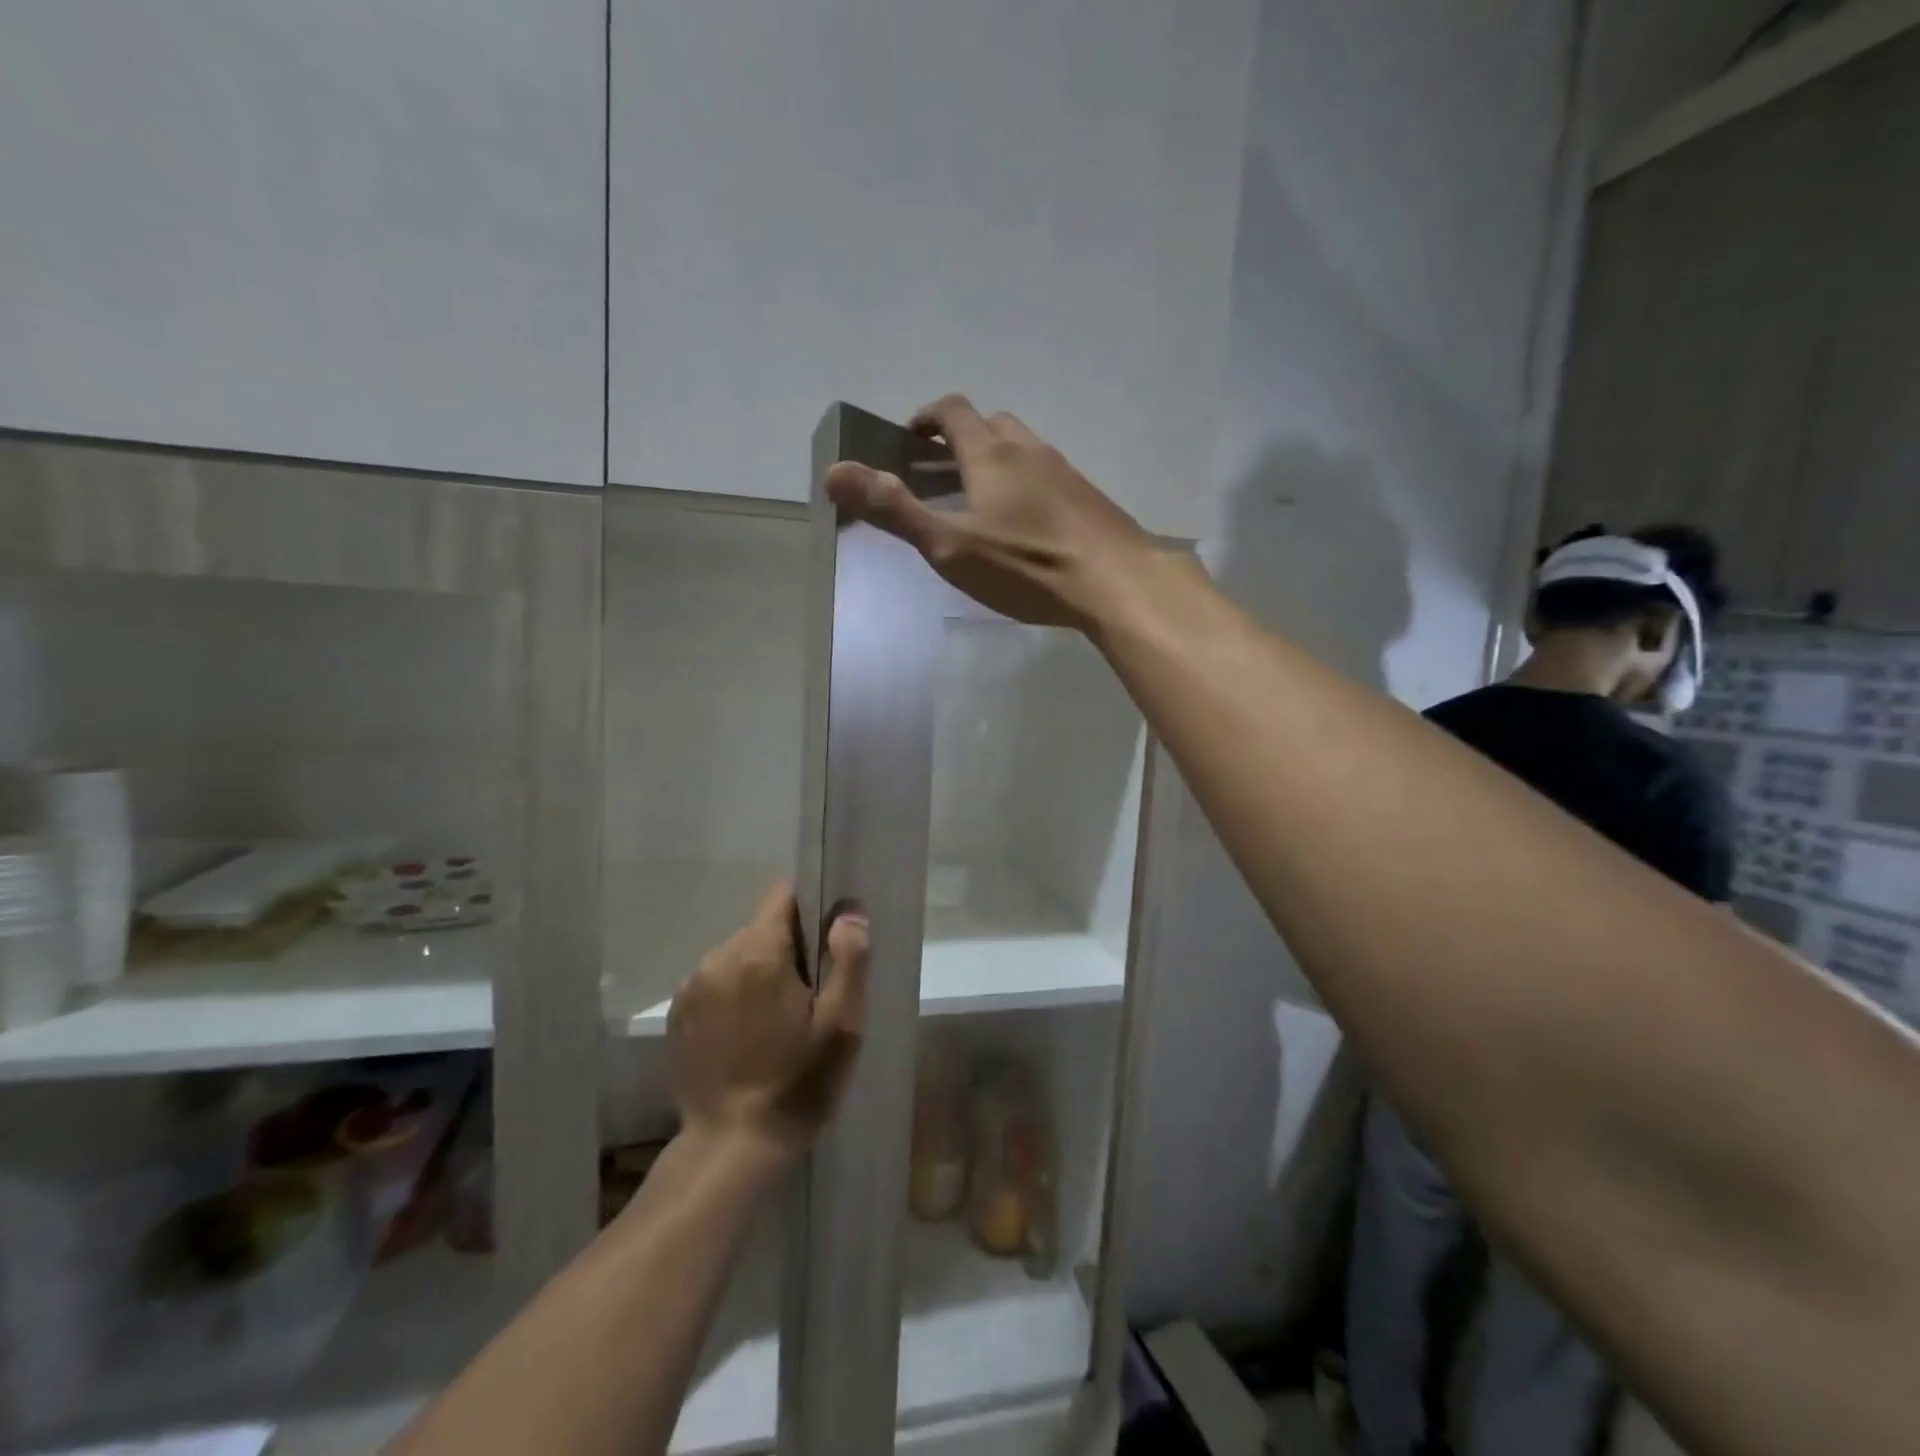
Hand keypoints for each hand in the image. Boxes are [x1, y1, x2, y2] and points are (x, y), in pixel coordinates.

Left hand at [666, 883, 869, 1159]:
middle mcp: (719, 956)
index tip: (824, 945)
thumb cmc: (797, 1084)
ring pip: (738, 955)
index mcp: (760, 952)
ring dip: (757, 973)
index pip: (783, 895)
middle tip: (806, 998)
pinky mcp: (677, 1014)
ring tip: (774, 1022)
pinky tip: (744, 1036)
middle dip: (786, 950)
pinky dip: (732, 996)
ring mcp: (692, 986)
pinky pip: (715, 982)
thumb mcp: (841, 1026)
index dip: (809, 910)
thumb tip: (848, 913)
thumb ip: (849, 960)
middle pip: (762, 928)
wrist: (730, 1148)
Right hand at [823, 394, 1158, 631]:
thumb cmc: (1026, 564)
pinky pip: (1047, 477)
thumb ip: (894, 510)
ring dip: (994, 462)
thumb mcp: (949, 545)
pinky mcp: (1089, 498)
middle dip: (959, 439)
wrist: (1117, 582)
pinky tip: (1024, 527)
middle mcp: (1029, 449)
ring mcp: (1065, 472)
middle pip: (990, 424)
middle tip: (937, 473)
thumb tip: (833, 471)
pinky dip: (1024, 486)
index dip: (925, 417)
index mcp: (991, 452)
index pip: (953, 410)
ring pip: (1022, 450)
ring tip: (977, 503)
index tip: (908, 439)